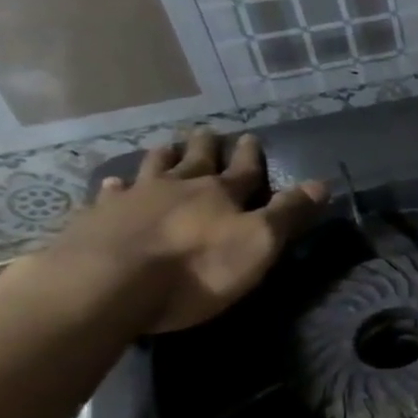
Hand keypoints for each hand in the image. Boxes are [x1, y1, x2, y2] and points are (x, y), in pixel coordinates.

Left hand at [13, 128, 329, 334]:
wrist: (106, 284)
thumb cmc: (196, 267)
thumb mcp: (258, 243)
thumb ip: (288, 213)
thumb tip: (322, 183)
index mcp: (220, 193)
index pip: (243, 169)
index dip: (250, 155)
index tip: (252, 137)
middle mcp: (177, 187)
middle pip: (195, 160)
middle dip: (205, 147)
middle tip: (208, 133)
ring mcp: (132, 200)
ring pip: (151, 169)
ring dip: (163, 157)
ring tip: (166, 147)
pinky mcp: (96, 220)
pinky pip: (108, 196)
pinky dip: (115, 188)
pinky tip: (112, 185)